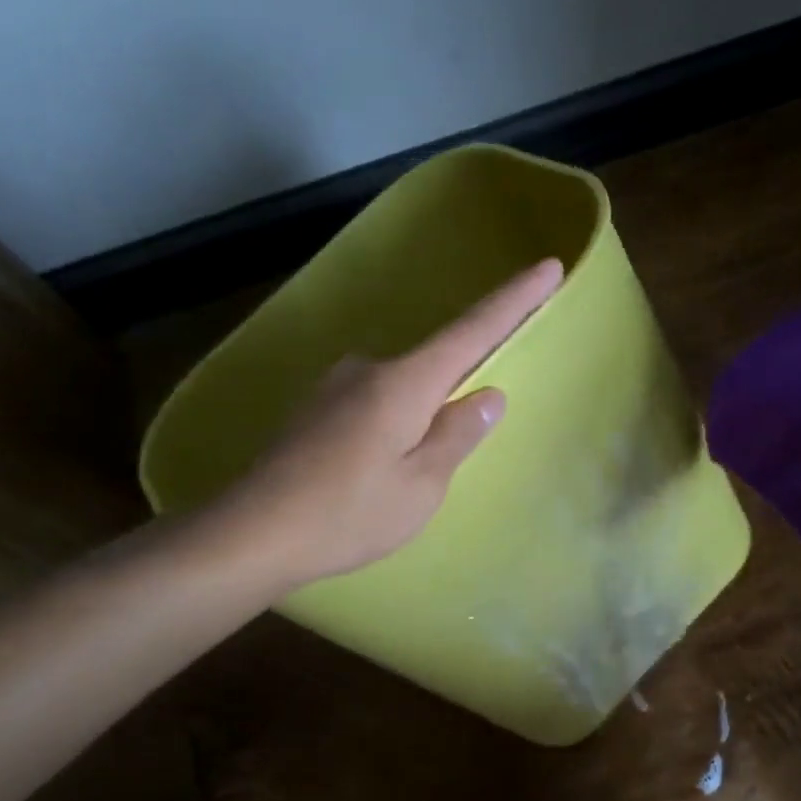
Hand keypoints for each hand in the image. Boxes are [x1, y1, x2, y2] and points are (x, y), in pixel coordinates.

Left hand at [196, 258, 563, 593]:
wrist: (252, 534)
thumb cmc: (349, 515)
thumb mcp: (421, 486)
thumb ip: (457, 435)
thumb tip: (488, 394)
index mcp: (404, 383)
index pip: (473, 331)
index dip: (514, 299)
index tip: (548, 267)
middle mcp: (370, 369)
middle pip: (437, 364)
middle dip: (459, 392)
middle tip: (452, 449)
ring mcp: (337, 386)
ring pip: (403, 390)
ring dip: (420, 419)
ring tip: (403, 477)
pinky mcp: (316, 408)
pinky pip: (375, 404)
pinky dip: (392, 426)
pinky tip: (375, 469)